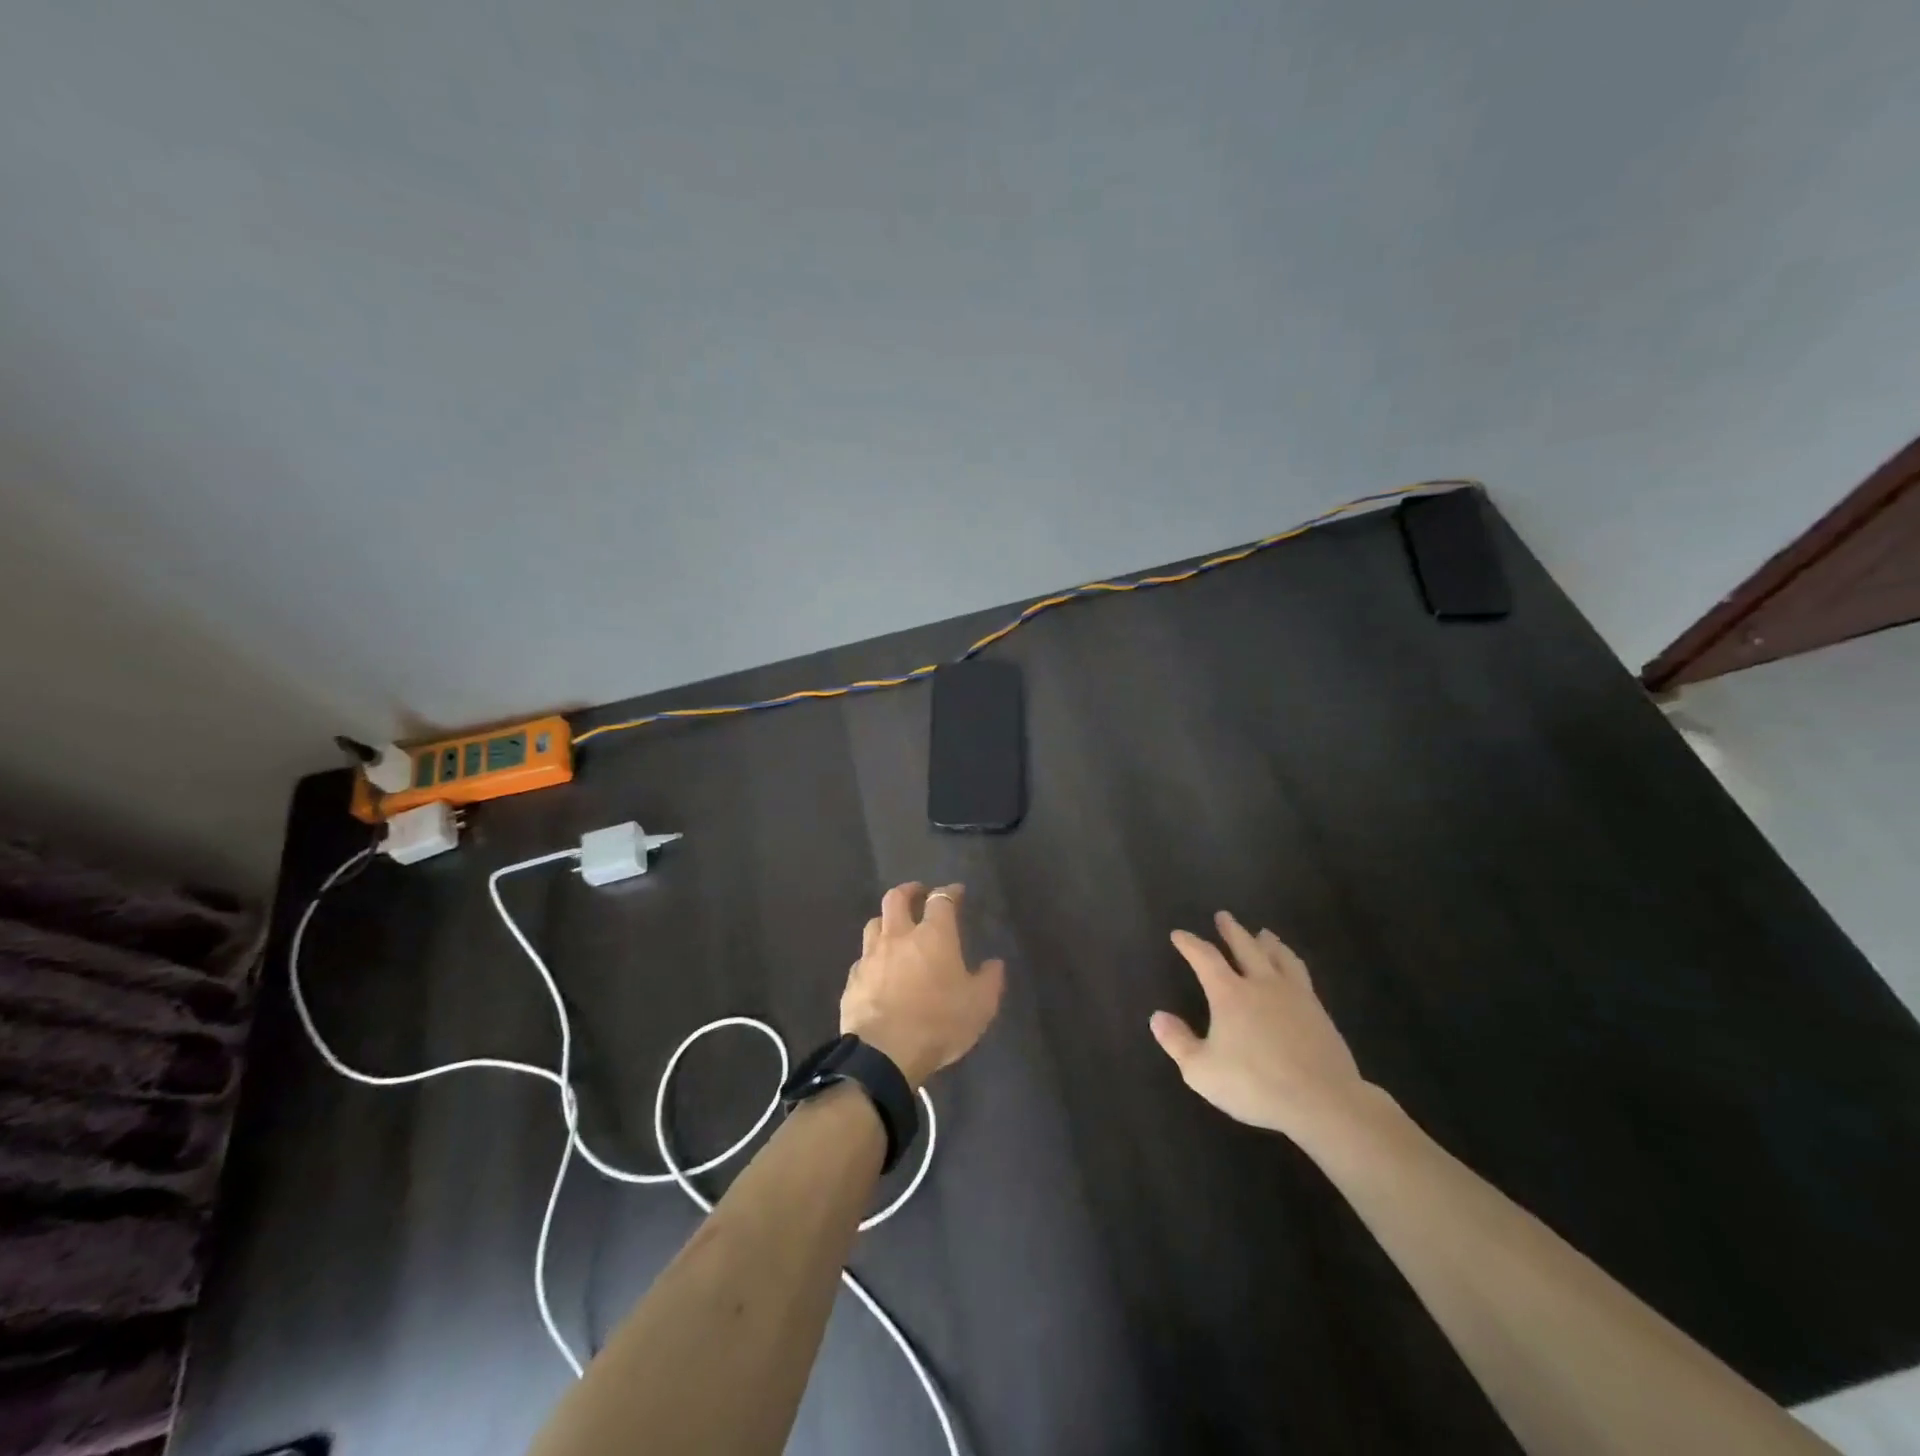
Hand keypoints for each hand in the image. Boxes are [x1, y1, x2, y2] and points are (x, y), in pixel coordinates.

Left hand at [841, 882, 1005, 1089]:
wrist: (883, 1053)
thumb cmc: (938, 1023)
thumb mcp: (979, 1006)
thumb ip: (989, 981)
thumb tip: (995, 964)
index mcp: (933, 936)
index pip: (941, 901)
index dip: (949, 892)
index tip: (956, 892)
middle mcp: (899, 937)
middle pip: (897, 898)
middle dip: (909, 890)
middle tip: (918, 893)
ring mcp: (871, 956)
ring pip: (874, 923)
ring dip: (886, 920)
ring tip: (895, 928)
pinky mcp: (853, 980)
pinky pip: (863, 959)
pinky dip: (873, 957)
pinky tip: (878, 969)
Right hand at [1151, 911, 1367, 1141]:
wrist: (1322, 1101)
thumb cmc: (1255, 1085)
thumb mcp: (1202, 1071)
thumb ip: (1177, 1042)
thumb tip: (1157, 1017)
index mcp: (1229, 993)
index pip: (1204, 957)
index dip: (1189, 943)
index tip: (1179, 934)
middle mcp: (1261, 984)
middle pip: (1245, 947)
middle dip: (1231, 931)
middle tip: (1224, 916)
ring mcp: (1294, 995)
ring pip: (1279, 957)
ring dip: (1268, 942)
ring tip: (1264, 934)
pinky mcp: (1318, 1011)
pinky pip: (1301, 975)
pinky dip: (1291, 963)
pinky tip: (1293, 970)